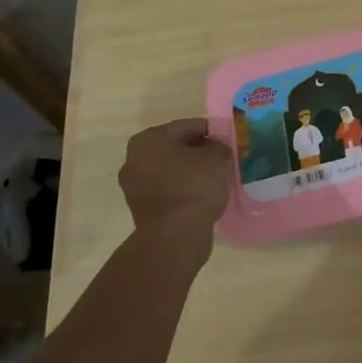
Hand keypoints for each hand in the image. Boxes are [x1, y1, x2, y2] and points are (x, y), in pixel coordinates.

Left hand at [118, 119, 233, 251]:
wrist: (175, 236)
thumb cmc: (194, 186)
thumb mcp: (217, 156)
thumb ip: (218, 145)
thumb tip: (214, 149)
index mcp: (149, 139)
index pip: (188, 126)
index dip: (211, 132)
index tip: (227, 142)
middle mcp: (134, 159)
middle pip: (176, 148)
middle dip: (197, 152)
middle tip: (221, 160)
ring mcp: (134, 186)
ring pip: (171, 170)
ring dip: (190, 172)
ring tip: (214, 179)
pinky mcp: (141, 209)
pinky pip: (168, 190)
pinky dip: (183, 190)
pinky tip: (202, 196)